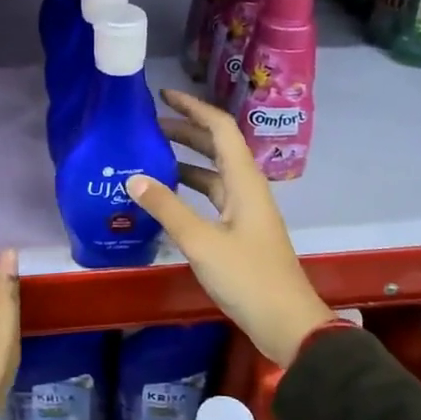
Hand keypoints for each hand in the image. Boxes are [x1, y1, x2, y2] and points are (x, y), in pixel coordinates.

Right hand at [127, 90, 333, 368]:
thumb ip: (167, 208)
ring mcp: (245, 211)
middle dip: (185, 132)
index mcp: (244, 182)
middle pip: (217, 148)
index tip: (165, 96)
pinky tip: (165, 198)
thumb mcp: (201, 242)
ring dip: (186, 161)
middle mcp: (247, 189)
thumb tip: (133, 178)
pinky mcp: (240, 232)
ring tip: (150, 156)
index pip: (221, 129)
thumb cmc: (248, 277)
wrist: (287, 324)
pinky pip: (212, 198)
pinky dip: (189, 190)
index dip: (194, 108)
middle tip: (148, 126)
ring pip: (213, 174)